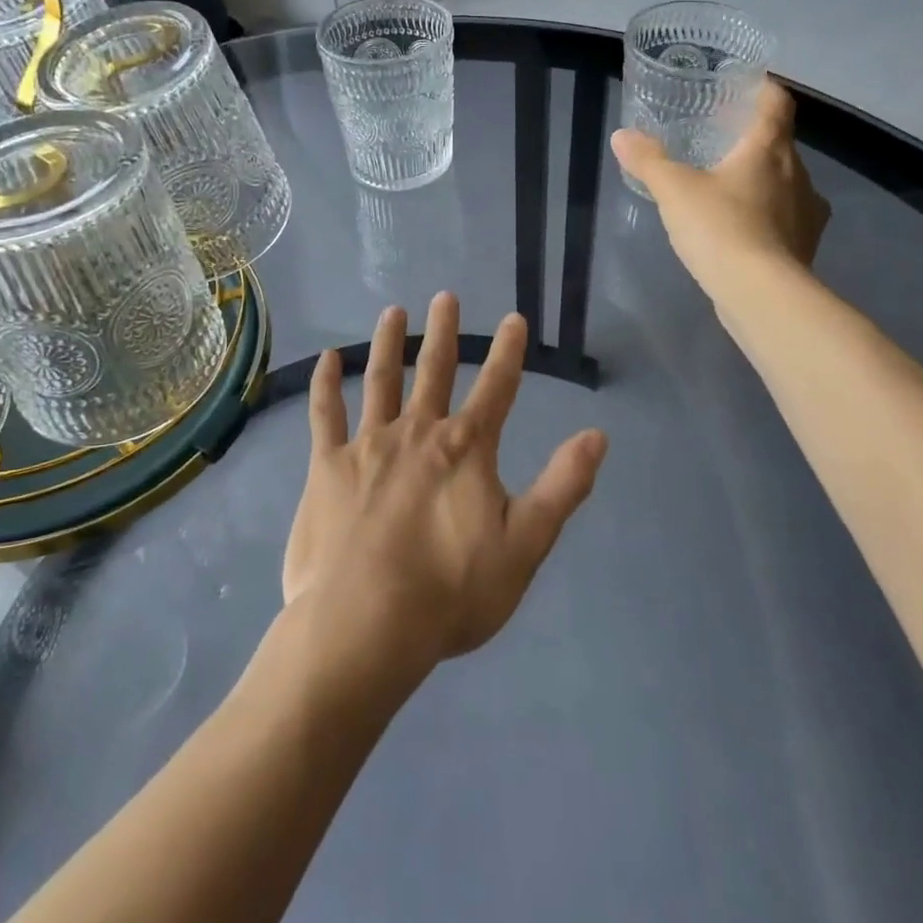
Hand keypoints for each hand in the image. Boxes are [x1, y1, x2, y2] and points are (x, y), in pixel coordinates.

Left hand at [284, 293, 607, 683]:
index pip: (496, 388)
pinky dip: (325, 384)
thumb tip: (597, 435)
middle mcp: (418, 432)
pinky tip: (326, 358)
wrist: (366, 626)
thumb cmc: (451, 592)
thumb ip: (562, 487)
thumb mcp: (524, 545)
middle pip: (435, 370)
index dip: (508, 352)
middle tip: (445, 296)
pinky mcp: (327, 466)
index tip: (514, 318)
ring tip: (393, 312)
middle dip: (443, 332)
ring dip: (389, 343)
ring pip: (381, 379)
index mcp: (466, 449)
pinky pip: (324, 414)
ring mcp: (368, 445)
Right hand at [610, 76, 830, 299]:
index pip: (777, 104)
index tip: (746, 88)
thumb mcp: (674, 190)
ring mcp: (807, 213)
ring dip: (762, 181)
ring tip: (728, 188)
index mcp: (769, 149)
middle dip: (754, 141)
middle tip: (720, 142)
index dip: (764, 91)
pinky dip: (767, 216)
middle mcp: (798, 174)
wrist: (761, 294)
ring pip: (786, 184)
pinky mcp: (805, 246)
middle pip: (780, 145)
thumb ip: (649, 160)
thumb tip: (622, 135)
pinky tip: (742, 228)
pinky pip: (786, 219)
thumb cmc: (720, 228)